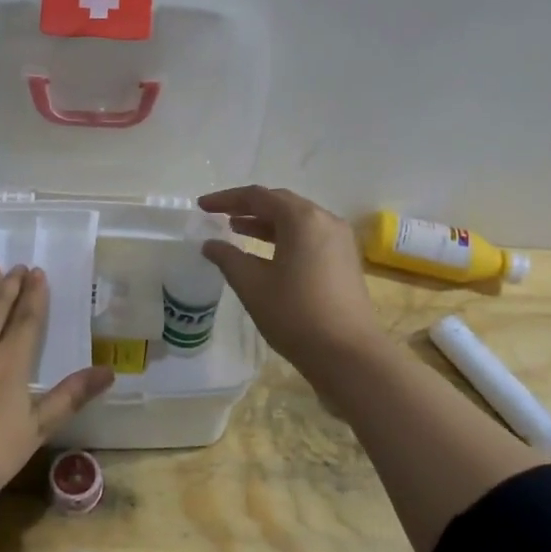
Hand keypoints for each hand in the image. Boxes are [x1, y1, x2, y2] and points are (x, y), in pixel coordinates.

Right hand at [197, 186, 387, 374]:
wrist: (348, 355)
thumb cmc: (295, 314)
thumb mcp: (252, 285)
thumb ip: (228, 258)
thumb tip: (210, 244)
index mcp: (302, 219)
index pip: (258, 196)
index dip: (226, 199)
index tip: (202, 206)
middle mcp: (325, 220)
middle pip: (280, 203)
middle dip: (247, 207)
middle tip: (219, 215)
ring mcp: (340, 241)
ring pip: (296, 221)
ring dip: (266, 223)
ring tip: (237, 230)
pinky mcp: (345, 261)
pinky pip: (309, 237)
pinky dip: (284, 237)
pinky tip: (266, 253)